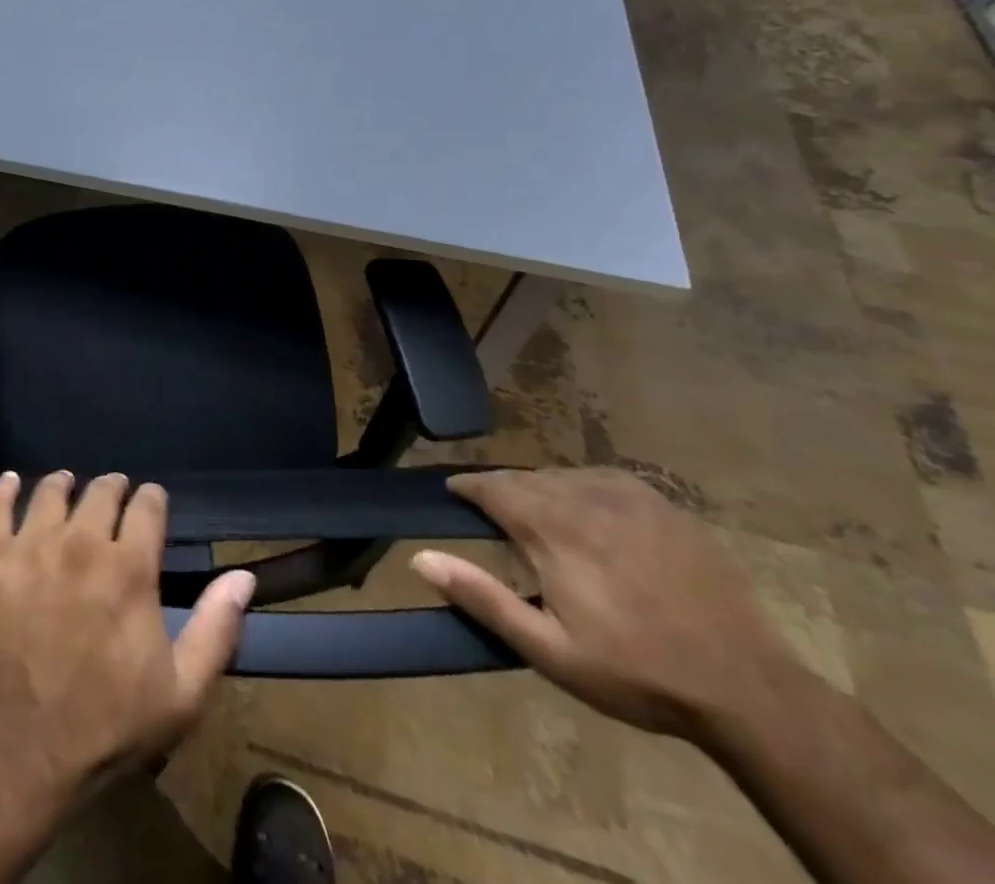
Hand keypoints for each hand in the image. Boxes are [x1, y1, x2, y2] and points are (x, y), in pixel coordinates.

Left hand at [0, 471, 255, 802]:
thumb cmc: (109, 725)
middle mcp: (80, 543)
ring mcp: (31, 547)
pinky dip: (4, 489)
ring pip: (50, 491)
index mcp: (129, 567)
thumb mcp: (182, 693)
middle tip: (113, 495)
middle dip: (113, 488)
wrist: (23, 754)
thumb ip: (216, 628)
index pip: (147, 506)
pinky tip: (11, 483)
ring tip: (67, 485)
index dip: (152, 499)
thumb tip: (243, 577)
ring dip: (64, 484)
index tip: (151, 501)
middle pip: (100, 490)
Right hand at [411, 468, 798, 739]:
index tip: (454, 494)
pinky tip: (588, 509)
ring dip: (541, 488)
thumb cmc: (636, 673)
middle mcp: (584, 499)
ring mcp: (630, 500)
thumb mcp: (549, 650)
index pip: (492, 487)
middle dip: (503, 490)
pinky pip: (605, 480)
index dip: (468, 487)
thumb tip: (420, 559)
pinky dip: (582, 487)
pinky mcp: (666, 508)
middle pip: (526, 479)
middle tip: (493, 513)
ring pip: (564, 476)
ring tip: (538, 514)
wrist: (748, 691)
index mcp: (551, 529)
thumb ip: (483, 598)